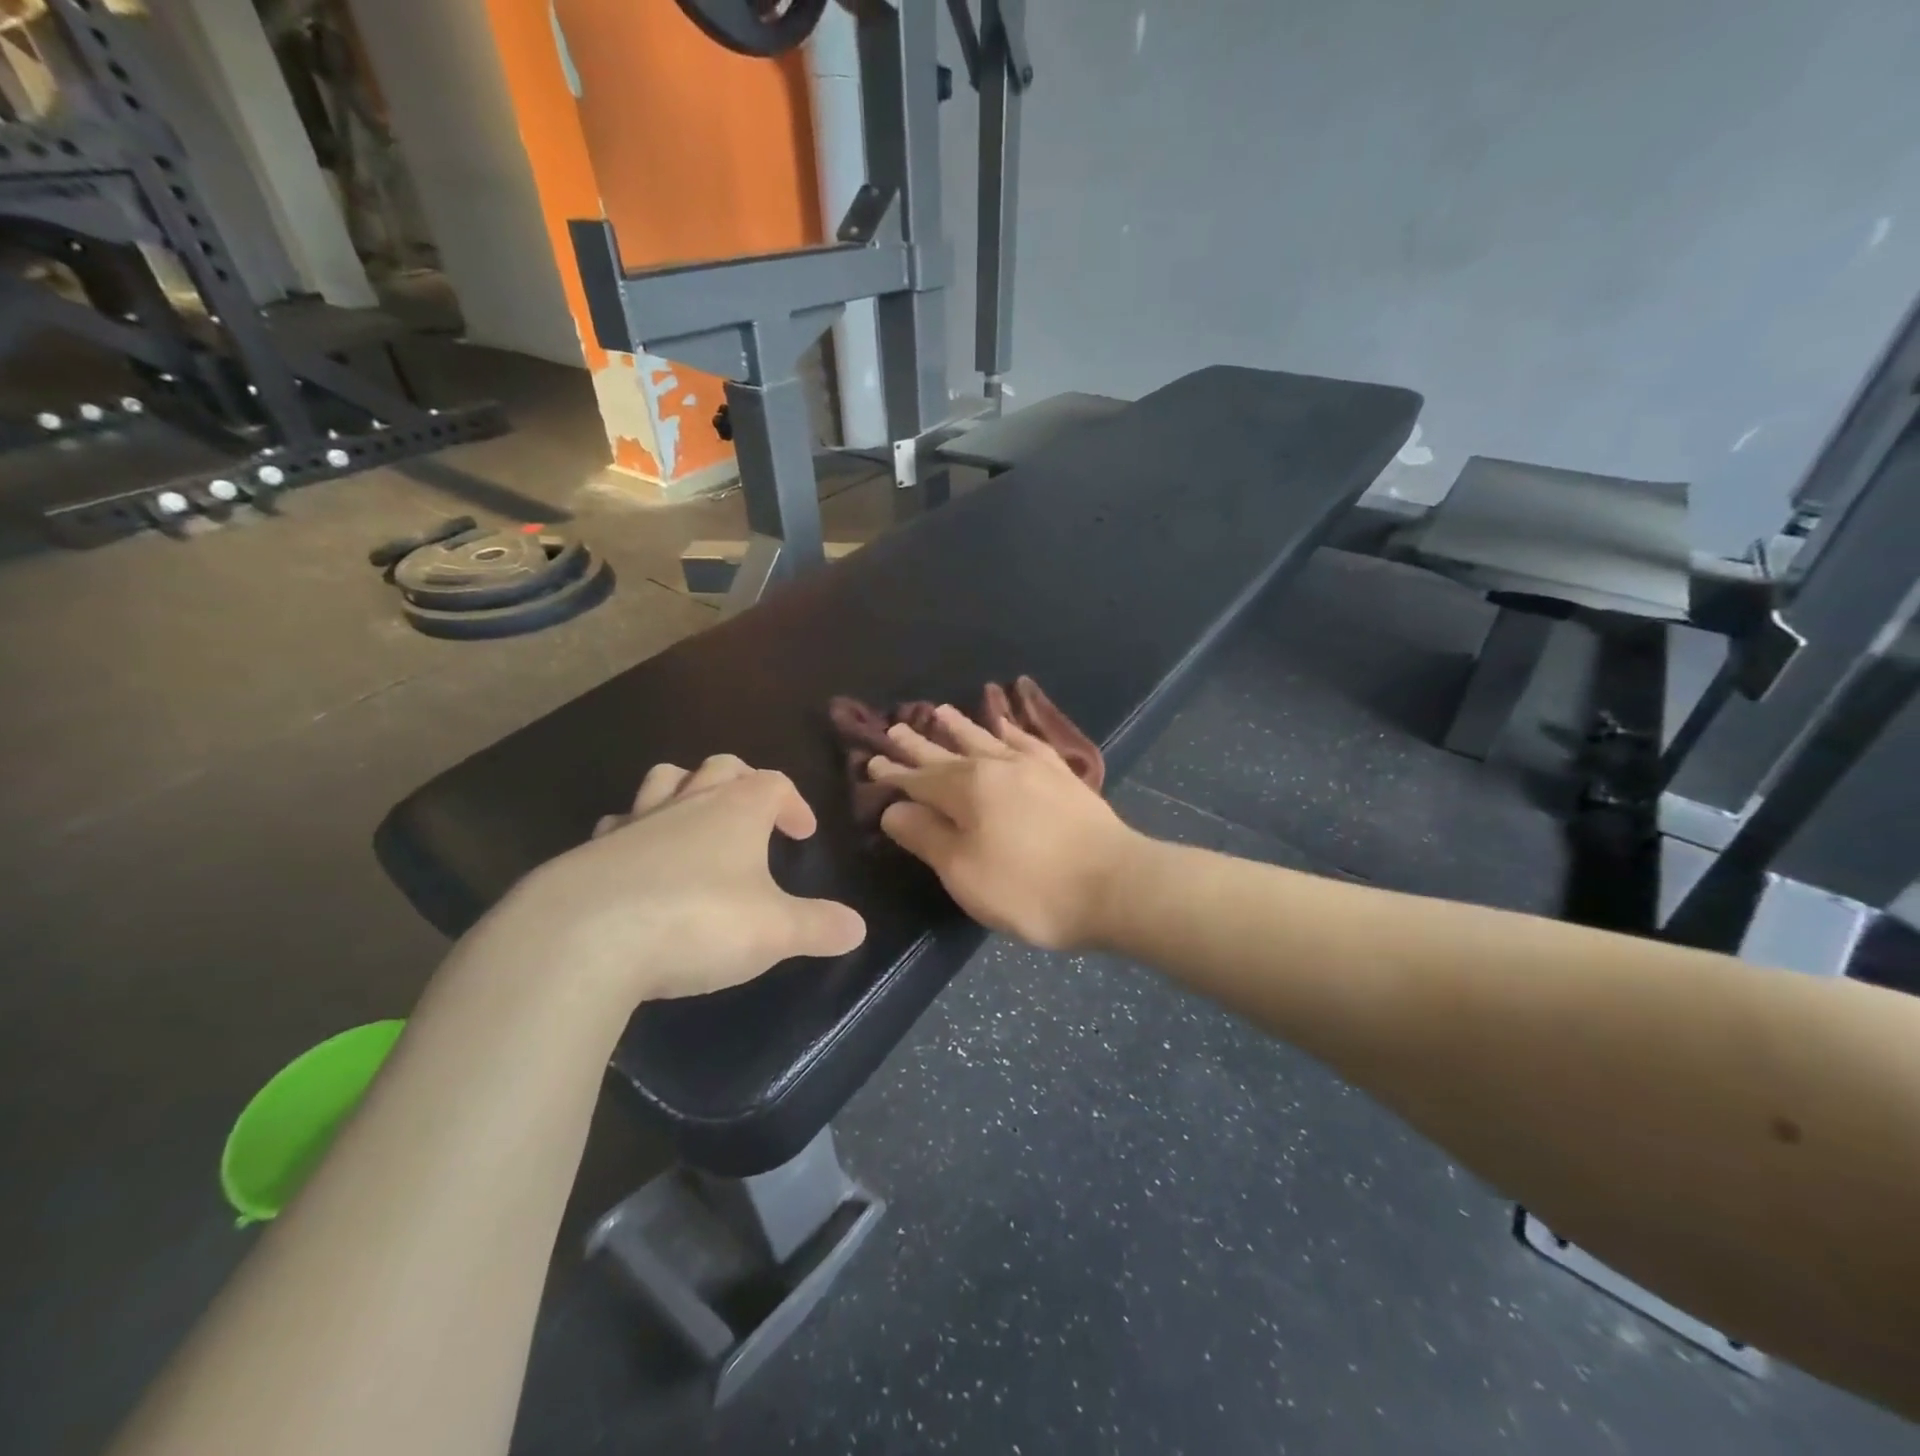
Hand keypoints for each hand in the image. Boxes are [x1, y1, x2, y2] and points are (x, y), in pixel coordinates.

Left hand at [491, 755, 866, 1003]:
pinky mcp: (590, 852)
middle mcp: (686, 803)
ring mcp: (634, 822)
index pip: (774, 784)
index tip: (802, 835)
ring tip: (695, 827)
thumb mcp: (774, 931)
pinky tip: (637, 867)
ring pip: (663, 782)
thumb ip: (818, 927)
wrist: (582, 939)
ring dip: (684, 793)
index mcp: (736, 810)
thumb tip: (857, 928)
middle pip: (719, 768)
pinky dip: (635, 834)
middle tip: (753, 818)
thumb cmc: (697, 921)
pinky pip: (618, 825)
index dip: (794, 804)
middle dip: (741, 783)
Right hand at [871, 706, 1141, 949]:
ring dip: (961, 727)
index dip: (894, 773)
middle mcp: (996, 766)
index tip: (872, 760)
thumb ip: (926, 836)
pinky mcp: (1062, 776)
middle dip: (920, 744)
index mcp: (967, 789)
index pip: (919, 778)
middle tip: (897, 727)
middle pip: (949, 752)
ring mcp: (1034, 767)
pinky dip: (1011, 730)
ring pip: (987, 739)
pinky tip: (1006, 726)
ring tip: (942, 711)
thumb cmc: (1028, 887)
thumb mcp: (963, 872)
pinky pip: (1028, 742)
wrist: (1113, 884)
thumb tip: (894, 809)